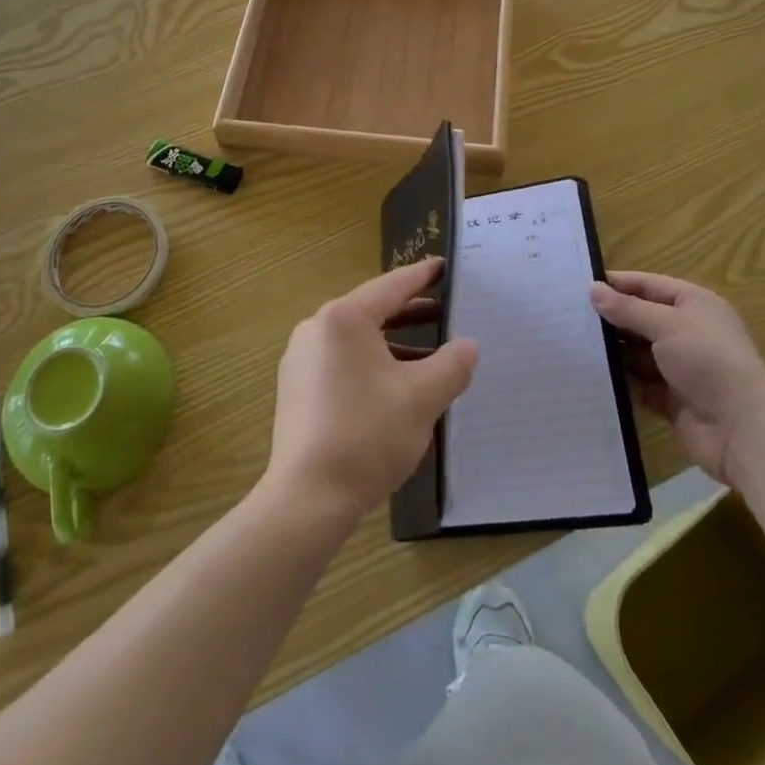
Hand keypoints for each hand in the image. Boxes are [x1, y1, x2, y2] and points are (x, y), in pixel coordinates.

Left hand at [265, 259, 478, 526]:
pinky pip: (341, 361)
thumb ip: (451, 365)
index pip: (392, 286)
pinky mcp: (296, 388)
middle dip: (411, 312)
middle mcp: (317, 328)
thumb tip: (468, 346)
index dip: (422, 276)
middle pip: (372, 310)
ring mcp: (301, 358)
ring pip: (357, 339)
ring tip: (429, 354)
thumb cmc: (367, 435)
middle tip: (445, 311)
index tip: (443, 266)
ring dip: (393, 343)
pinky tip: (395, 386)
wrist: (308, 497)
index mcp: (344, 318)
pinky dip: (371, 363)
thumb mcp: (422, 397)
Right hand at [591, 272, 764, 486]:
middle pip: (642, 318)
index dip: (617, 283)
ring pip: (638, 352)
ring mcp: (680, 367)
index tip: (580, 284)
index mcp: (694, 305)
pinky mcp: (672, 398)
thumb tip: (593, 289)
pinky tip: (592, 375)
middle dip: (611, 318)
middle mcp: (688, 332)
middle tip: (568, 315)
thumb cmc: (708, 362)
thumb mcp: (667, 324)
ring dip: (614, 350)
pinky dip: (621, 380)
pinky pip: (640, 383)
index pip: (648, 285)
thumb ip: (628, 308)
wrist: (743, 431)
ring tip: (573, 343)